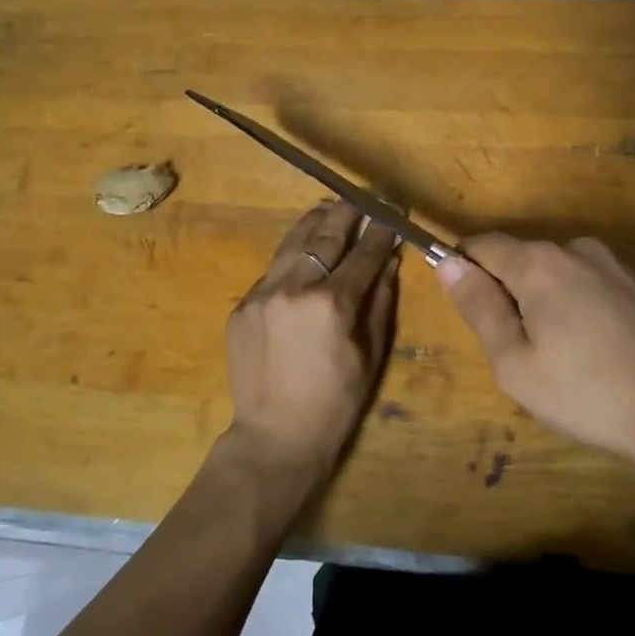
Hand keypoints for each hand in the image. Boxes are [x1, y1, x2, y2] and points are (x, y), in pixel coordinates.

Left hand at [225, 200, 400, 485]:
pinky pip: (272, 270)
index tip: (392, 212)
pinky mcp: (242, 306)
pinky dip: (291, 257)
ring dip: (314, 222)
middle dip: (347, 213)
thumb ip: (380, 301)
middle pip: (325, 236)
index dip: (381, 230)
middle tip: (362, 199)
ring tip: (329, 209)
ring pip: (292, 243)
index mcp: (333, 303)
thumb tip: (390, 261)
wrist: (275, 437)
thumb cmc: (336, 402)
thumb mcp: (370, 353)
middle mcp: (295, 288)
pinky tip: (302, 254)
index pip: (363, 253)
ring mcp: (262, 294)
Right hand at [435, 234, 634, 473]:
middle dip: (511, 295)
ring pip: (564, 277)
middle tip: (522, 354)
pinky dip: (587, 314)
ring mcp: (619, 268)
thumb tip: (448, 264)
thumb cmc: (590, 393)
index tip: (466, 307)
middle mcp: (579, 251)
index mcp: (539, 263)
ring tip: (568, 363)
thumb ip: (479, 307)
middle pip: (524, 260)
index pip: (483, 245)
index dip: (463, 267)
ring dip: (551, 307)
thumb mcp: (516, 363)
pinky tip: (607, 360)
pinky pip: (599, 291)